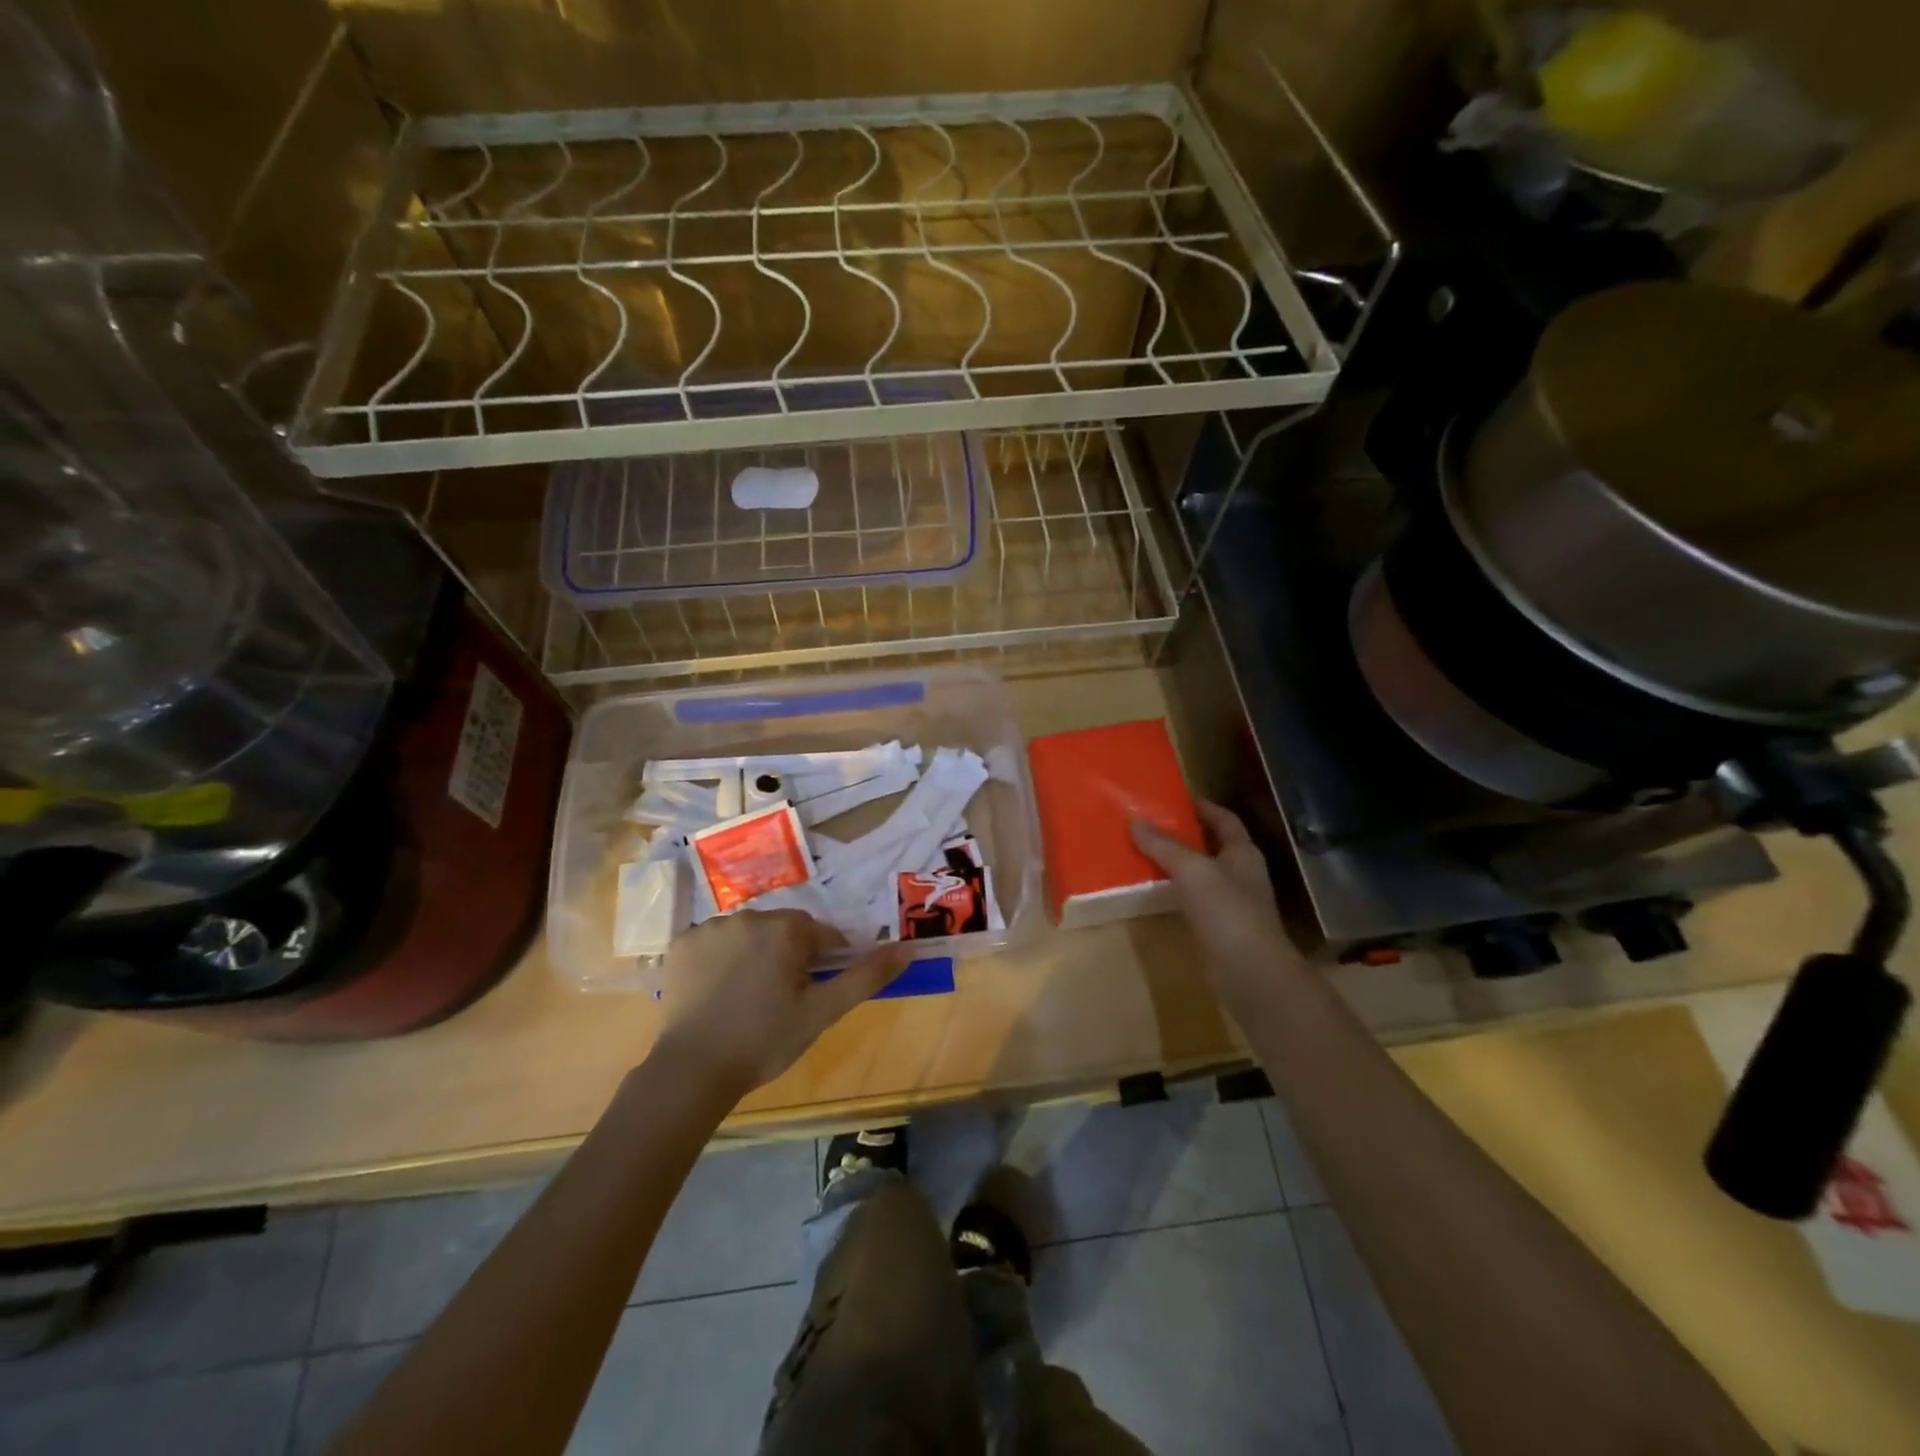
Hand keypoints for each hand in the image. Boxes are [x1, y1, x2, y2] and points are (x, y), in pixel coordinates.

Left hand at [653, 911, 909, 1099]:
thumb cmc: (765, 1040)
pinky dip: (721, 958)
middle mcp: (747, 916)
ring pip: (748, 934)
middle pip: (783, 930)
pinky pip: (714, 942)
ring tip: (750, 996)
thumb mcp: (823, 1012)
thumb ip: (866, 977)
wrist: (692, 1070)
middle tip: (785, 998)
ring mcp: (710, 928)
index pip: (820, 934)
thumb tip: (906, 948)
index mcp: (784, 928)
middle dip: (790, 955)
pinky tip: (719, 991)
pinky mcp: (681, 944)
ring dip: (756, 954)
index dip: (824, 961)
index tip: (816, 991)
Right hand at [1130, 801, 1300, 1012]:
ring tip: (1146, 854)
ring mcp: (1234, 904)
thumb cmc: (1226, 911)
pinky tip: (1155, 892)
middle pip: (1213, 846)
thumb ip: (1163, 846)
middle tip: (1152, 825)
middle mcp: (1242, 874)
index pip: (1225, 820)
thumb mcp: (1191, 870)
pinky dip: (1177, 892)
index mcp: (1243, 853)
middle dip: (1186, 835)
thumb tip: (1135, 821)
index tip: (1177, 799)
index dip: (1204, 807)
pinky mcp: (1221, 929)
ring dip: (1179, 865)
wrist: (1250, 971)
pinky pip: (1195, 900)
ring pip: (1203, 875)